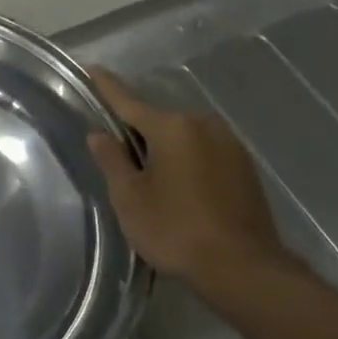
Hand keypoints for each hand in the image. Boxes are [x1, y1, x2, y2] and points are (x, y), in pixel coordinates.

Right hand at [86, 68, 294, 291]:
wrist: (245, 270)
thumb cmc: (177, 230)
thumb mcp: (130, 198)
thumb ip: (112, 160)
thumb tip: (98, 134)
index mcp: (171, 126)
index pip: (128, 100)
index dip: (106, 86)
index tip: (92, 68)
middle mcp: (202, 124)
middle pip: (158, 121)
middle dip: (138, 131)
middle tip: (120, 154)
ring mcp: (229, 144)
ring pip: (184, 137)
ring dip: (166, 149)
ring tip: (152, 177)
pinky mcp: (245, 167)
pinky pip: (205, 152)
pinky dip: (189, 161)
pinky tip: (182, 188)